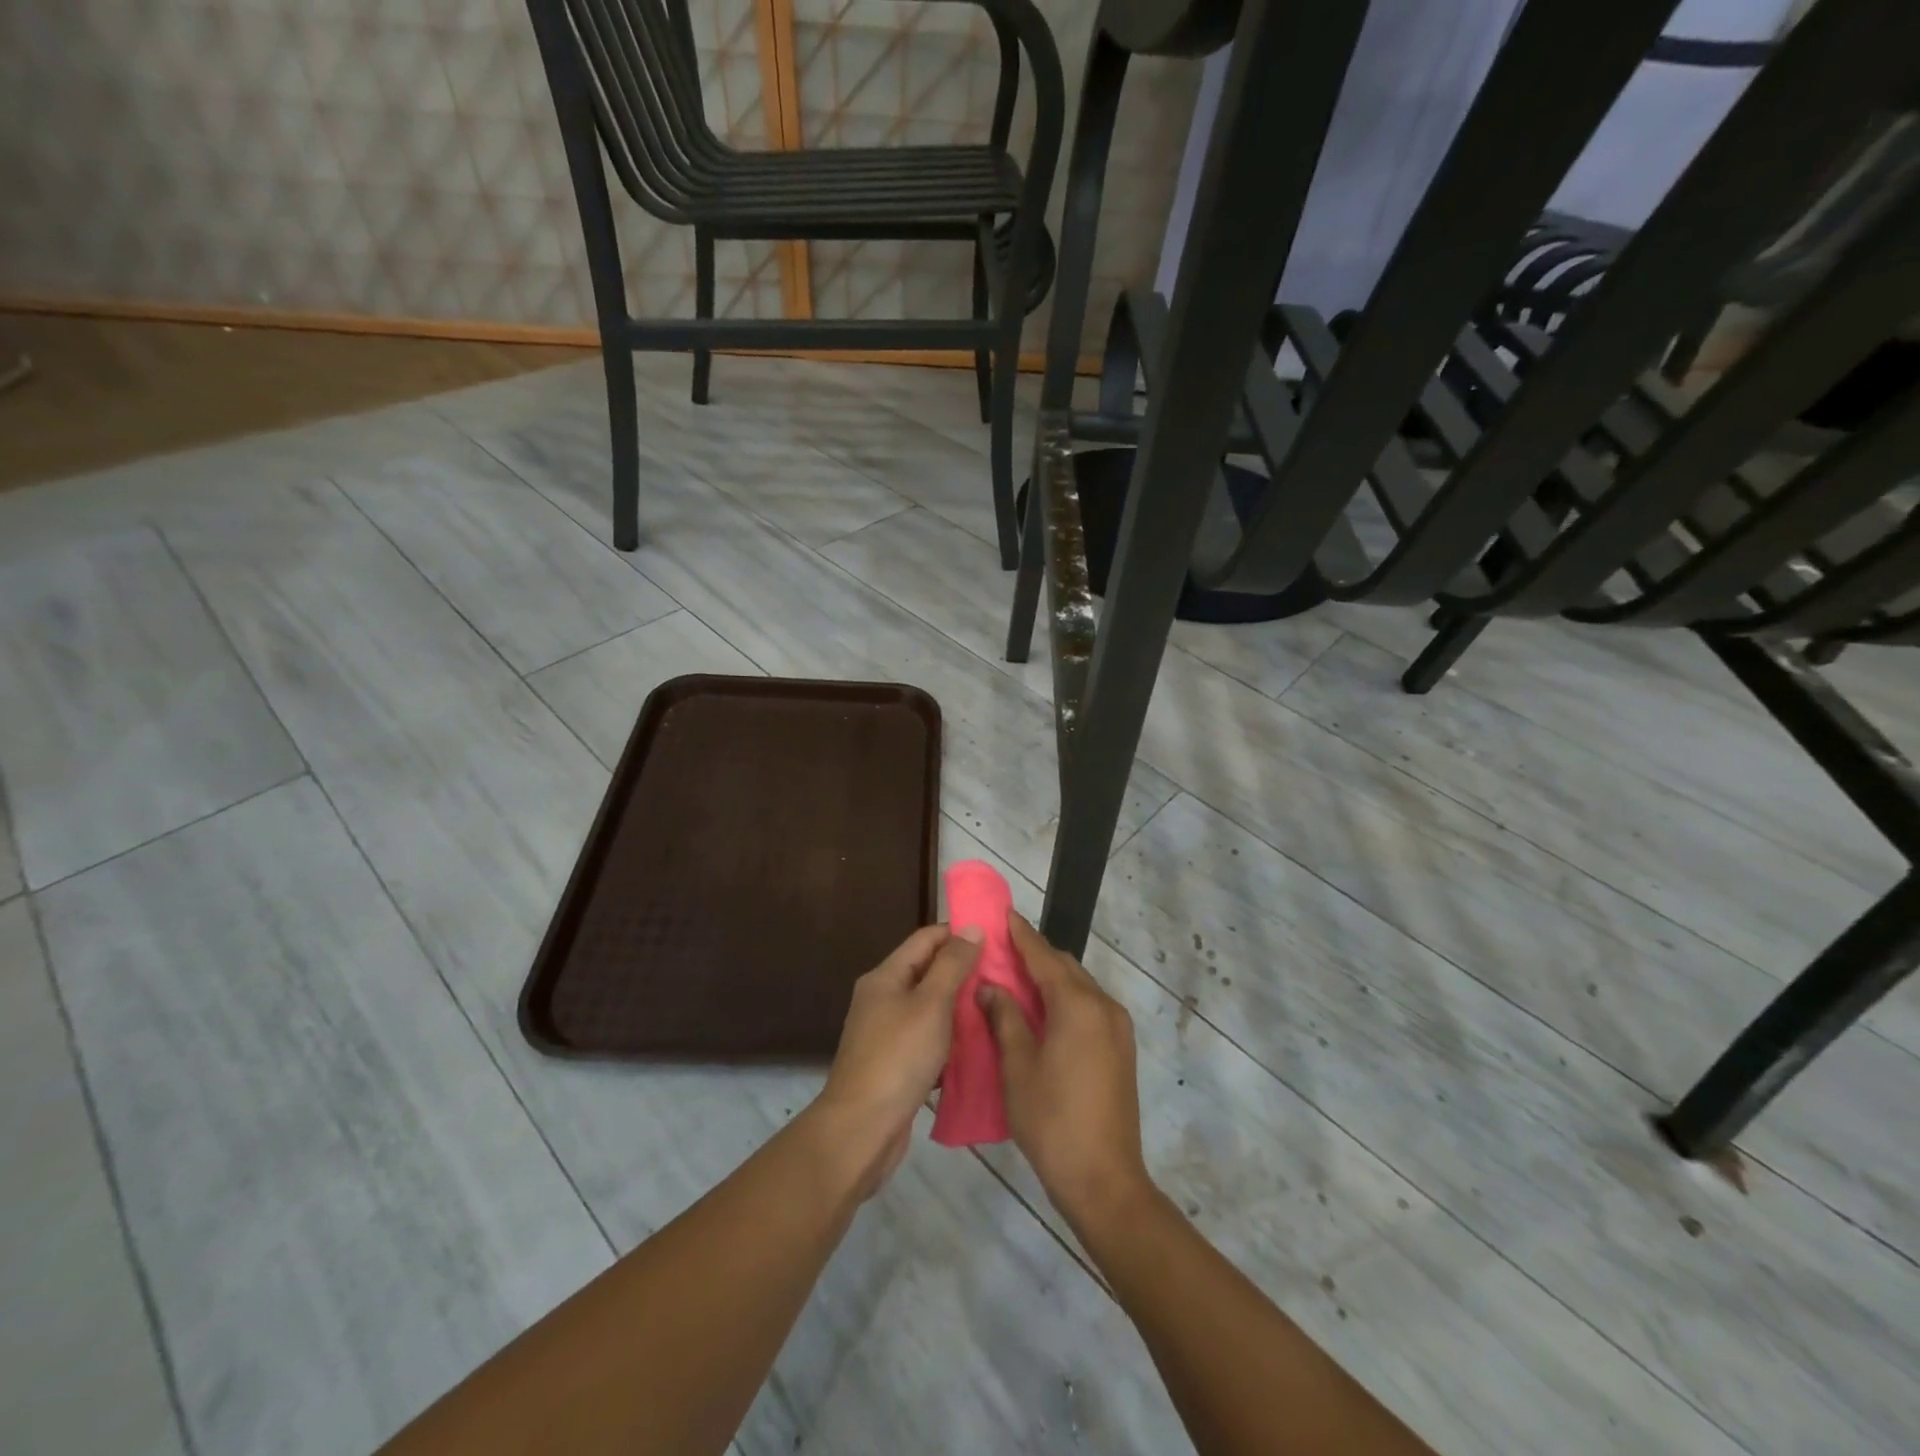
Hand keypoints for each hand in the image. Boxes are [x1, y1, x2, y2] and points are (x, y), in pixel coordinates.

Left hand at [813, 924, 981, 1196]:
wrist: (861, 1130)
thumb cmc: (897, 1058)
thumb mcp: (930, 1005)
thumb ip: (953, 965)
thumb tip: (973, 928)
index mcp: (886, 976)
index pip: (927, 938)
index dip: (959, 933)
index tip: (997, 939)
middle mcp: (884, 998)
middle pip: (929, 971)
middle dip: (965, 970)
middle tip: (1007, 975)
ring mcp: (888, 1032)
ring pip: (932, 1007)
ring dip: (962, 1006)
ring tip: (1000, 1006)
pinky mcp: (896, 1063)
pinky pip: (930, 1038)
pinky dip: (952, 1038)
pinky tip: (981, 1044)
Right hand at [980, 914, 1155, 1234]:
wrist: (1104, 1179)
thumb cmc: (1052, 1120)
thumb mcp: (1018, 1067)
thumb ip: (1004, 1018)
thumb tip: (990, 986)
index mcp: (1078, 1005)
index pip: (1044, 957)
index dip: (1021, 935)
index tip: (1003, 914)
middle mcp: (1103, 1006)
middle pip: (1065, 968)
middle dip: (1035, 956)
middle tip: (1001, 951)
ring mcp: (1117, 1028)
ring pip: (1079, 987)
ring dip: (1050, 979)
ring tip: (1016, 980)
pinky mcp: (1121, 1049)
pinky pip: (1089, 1008)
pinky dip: (1065, 1000)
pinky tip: (1042, 1013)